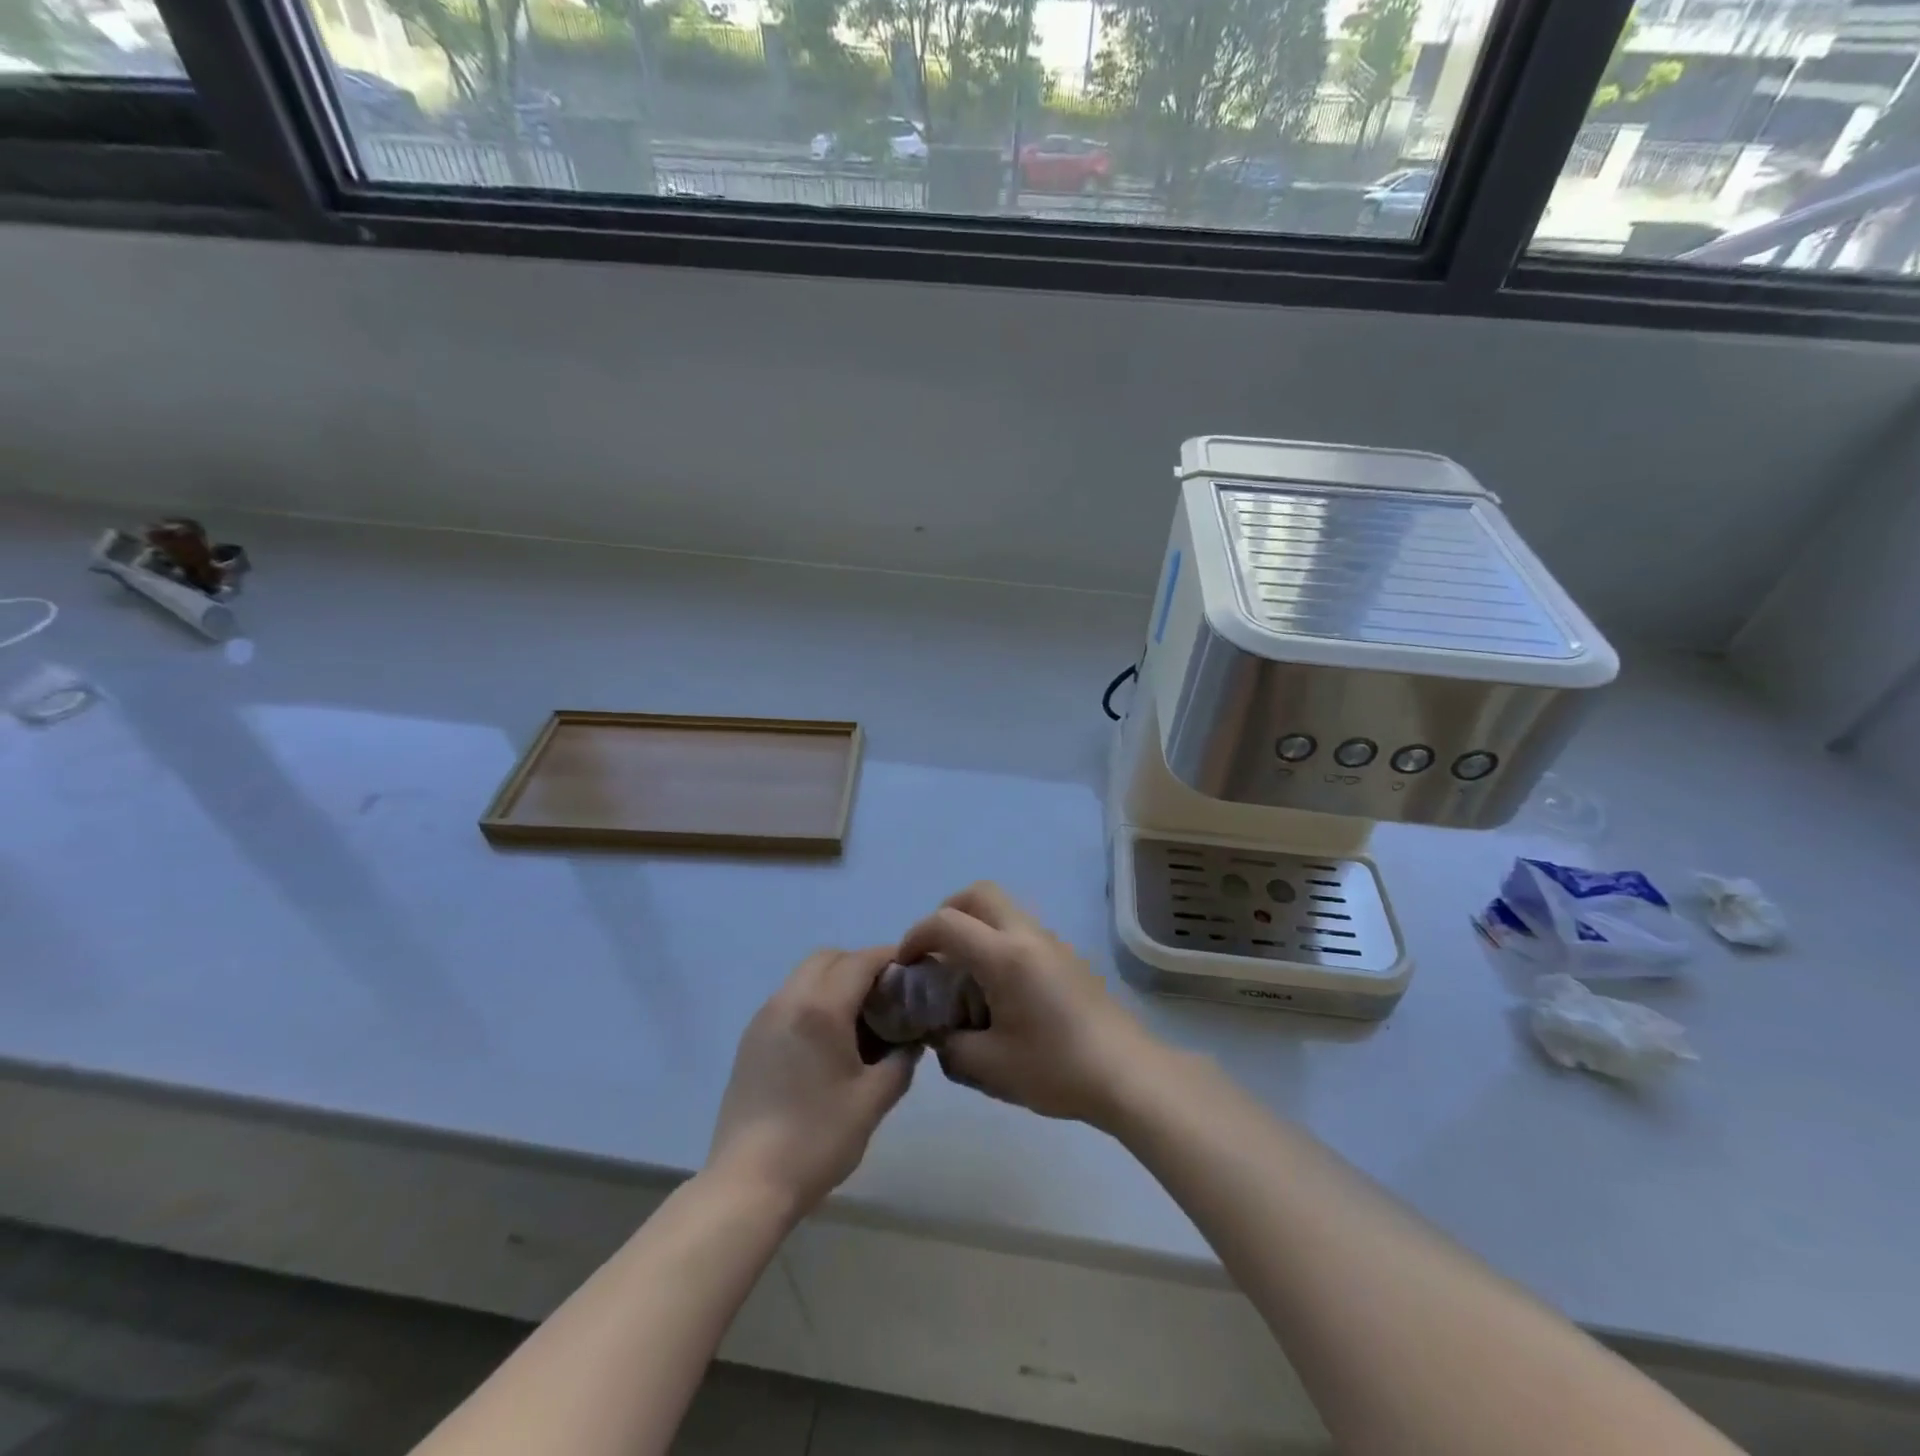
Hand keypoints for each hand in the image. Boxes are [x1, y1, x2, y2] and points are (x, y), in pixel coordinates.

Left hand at [707, 946, 917, 1217]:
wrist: (747, 1184)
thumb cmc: (817, 1139)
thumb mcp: (873, 1101)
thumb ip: (901, 1061)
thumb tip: (912, 1041)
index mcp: (821, 1008)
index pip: (861, 961)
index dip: (890, 959)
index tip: (914, 973)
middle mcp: (789, 1000)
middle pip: (829, 958)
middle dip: (861, 965)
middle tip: (887, 996)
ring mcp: (764, 1018)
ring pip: (805, 975)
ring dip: (835, 981)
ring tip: (860, 1019)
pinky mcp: (751, 1039)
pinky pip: (788, 998)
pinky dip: (813, 999)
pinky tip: (828, 1040)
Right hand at [896, 883, 1161, 1129]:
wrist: (1127, 1075)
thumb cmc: (1056, 1070)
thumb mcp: (990, 1068)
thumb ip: (950, 1045)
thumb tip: (939, 1032)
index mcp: (1005, 956)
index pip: (947, 923)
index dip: (916, 936)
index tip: (906, 965)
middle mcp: (1028, 936)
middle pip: (979, 894)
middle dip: (947, 913)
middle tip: (935, 952)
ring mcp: (1052, 942)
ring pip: (1003, 908)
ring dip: (975, 925)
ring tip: (964, 973)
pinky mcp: (1068, 956)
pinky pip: (1022, 929)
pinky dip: (998, 939)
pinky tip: (999, 988)